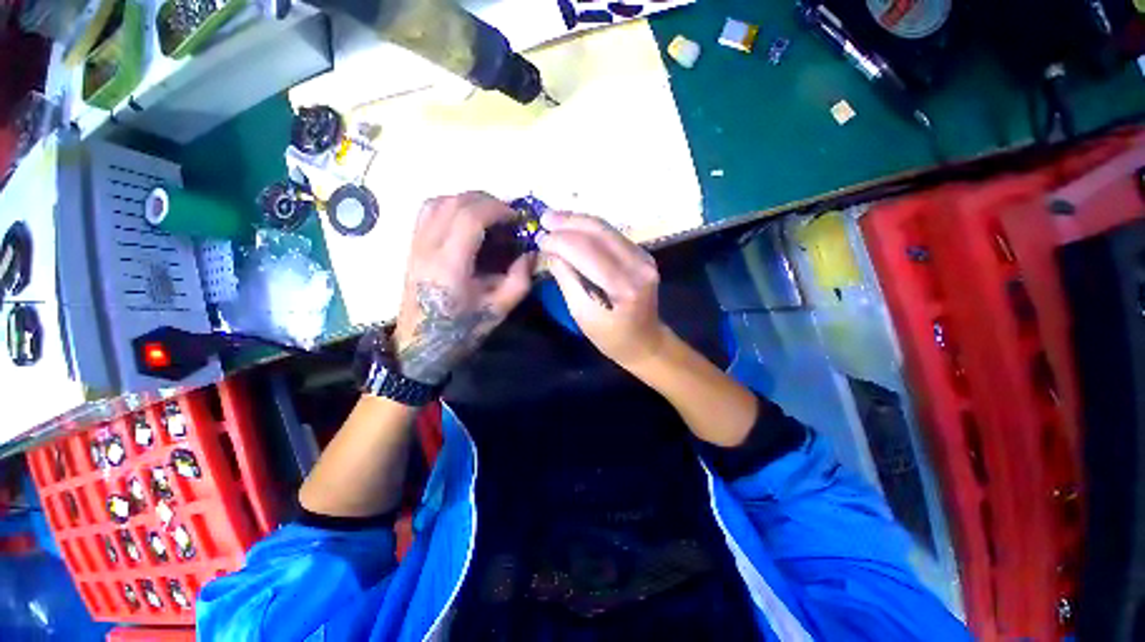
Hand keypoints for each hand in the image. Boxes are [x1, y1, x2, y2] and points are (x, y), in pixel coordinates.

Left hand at [394, 192, 533, 384]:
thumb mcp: (499, 309)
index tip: (517, 218)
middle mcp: (428, 247)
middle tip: (507, 215)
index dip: (497, 209)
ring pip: (437, 202)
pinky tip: (466, 221)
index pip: (470, 217)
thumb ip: (520, 279)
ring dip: (466, 201)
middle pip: (454, 202)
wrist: (420, 345)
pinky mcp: (412, 246)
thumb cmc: (461, 329)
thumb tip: (533, 254)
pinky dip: (450, 206)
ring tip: (488, 215)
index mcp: (450, 265)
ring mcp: (416, 244)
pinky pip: (428, 211)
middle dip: (486, 201)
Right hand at [537, 211, 666, 368]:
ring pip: (607, 229)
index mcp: (622, 286)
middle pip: (599, 232)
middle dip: (568, 222)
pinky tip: (574, 228)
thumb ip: (567, 278)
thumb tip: (552, 251)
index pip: (586, 251)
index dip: (560, 241)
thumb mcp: (581, 313)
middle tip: (544, 219)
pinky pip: (613, 235)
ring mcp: (644, 258)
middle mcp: (638, 266)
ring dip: (578, 221)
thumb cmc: (609, 336)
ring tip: (554, 219)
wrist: (644, 341)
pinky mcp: (643, 255)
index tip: (540, 239)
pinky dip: (591, 229)